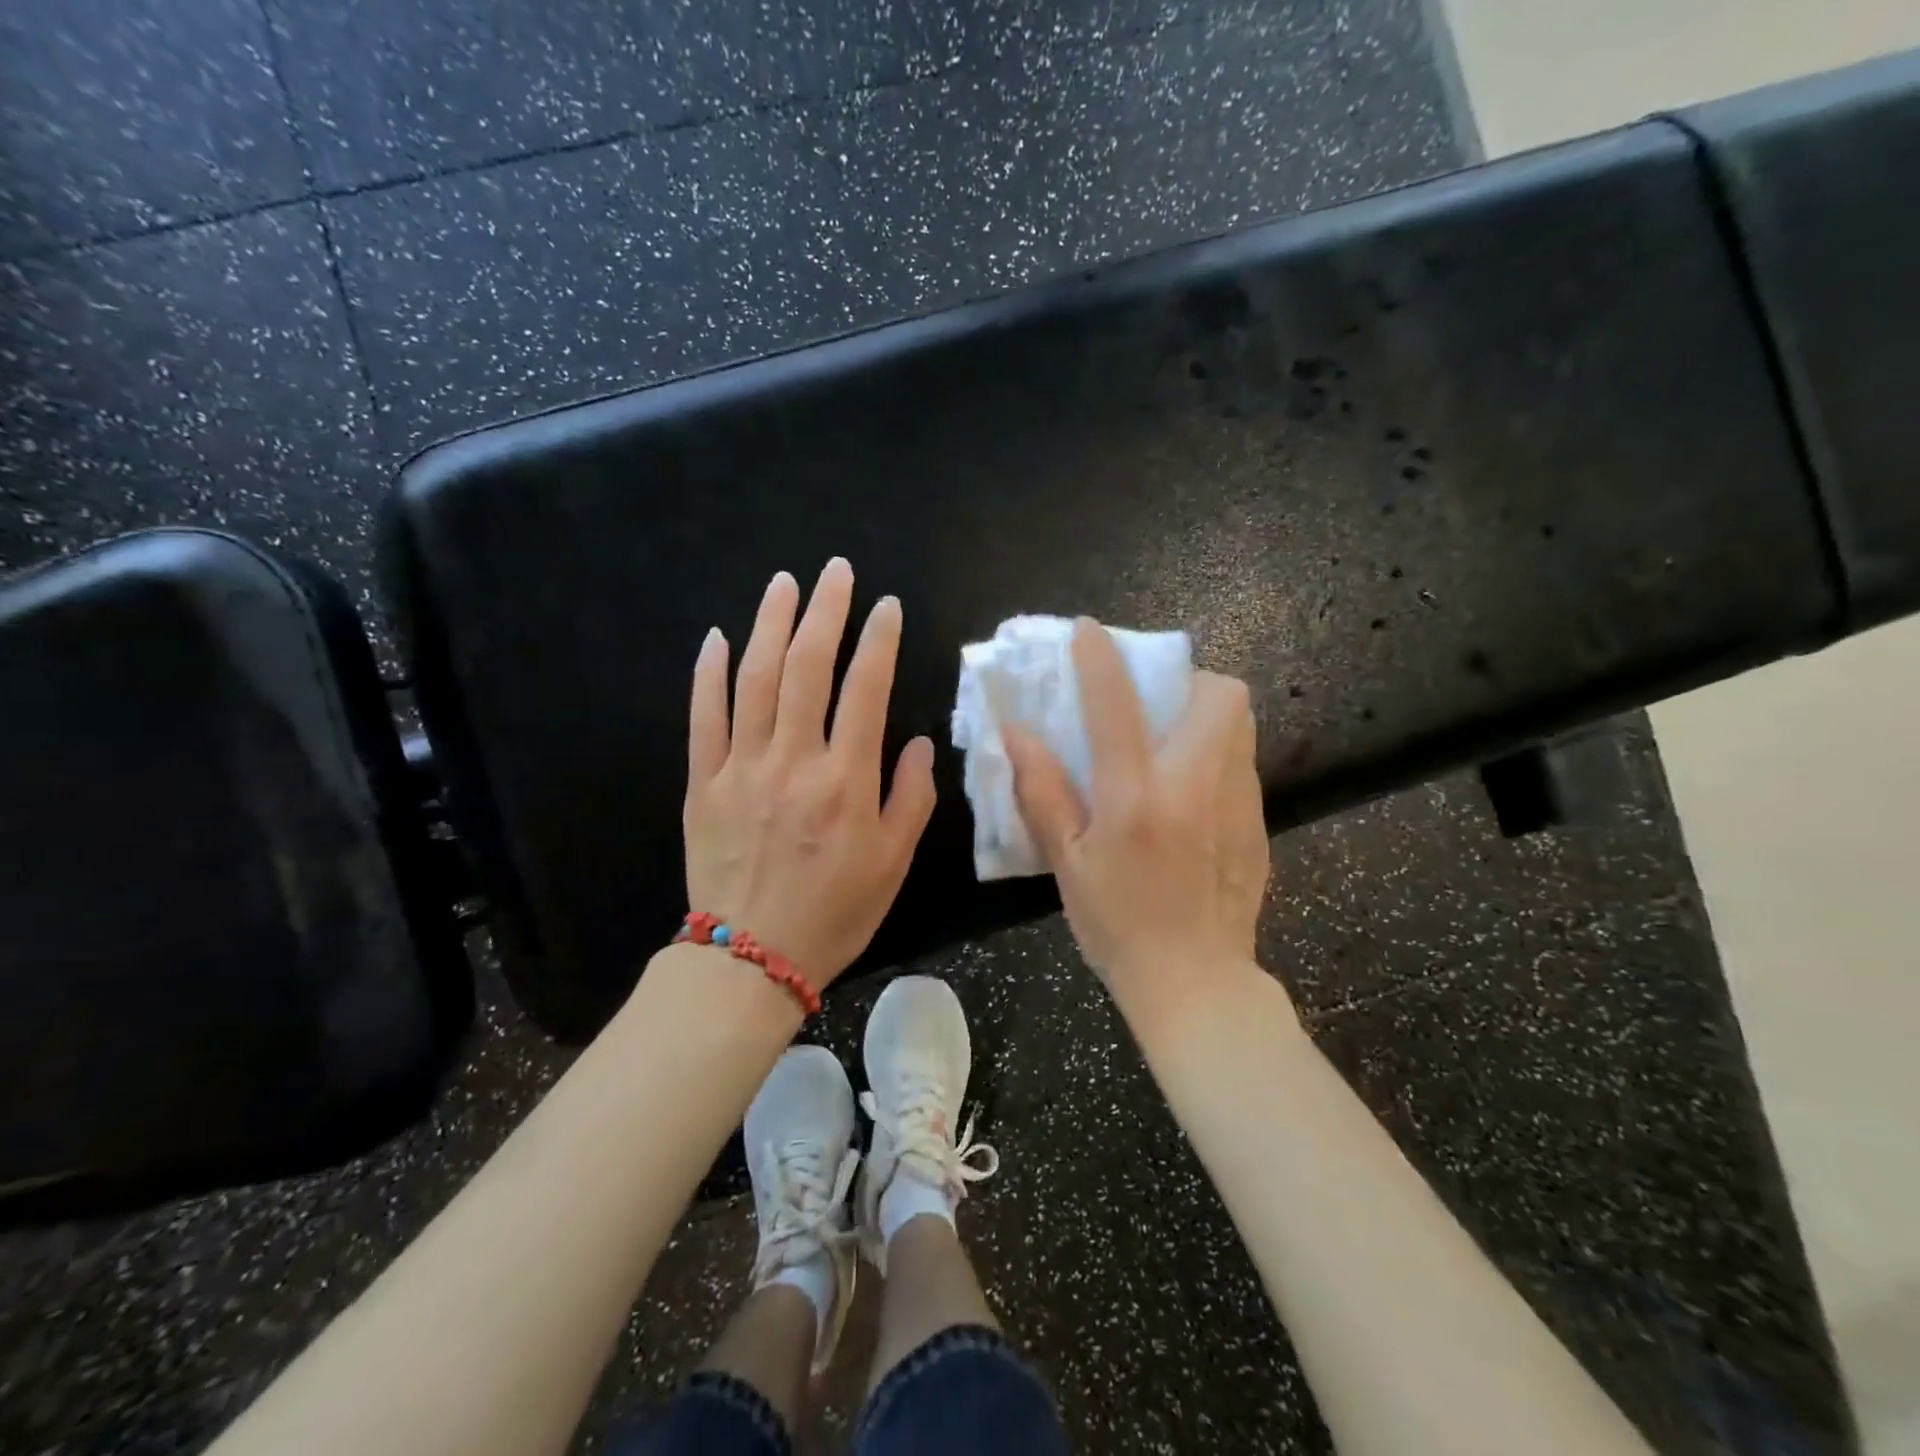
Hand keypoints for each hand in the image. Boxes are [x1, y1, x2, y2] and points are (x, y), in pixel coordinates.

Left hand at [684, 559, 936, 986]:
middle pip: (806, 667)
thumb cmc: (834, 912)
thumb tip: (914, 741)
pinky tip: (717, 637)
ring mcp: (741, 768)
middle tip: (835, 571)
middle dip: (825, 612)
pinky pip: (703, 718)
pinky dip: (708, 674)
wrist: (750, 958)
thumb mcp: (893, 863)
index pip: (865, 689)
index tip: (887, 606)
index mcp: (845, 780)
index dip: (878, 640)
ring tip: (783, 583)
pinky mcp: (702, 783)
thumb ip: (910, 797)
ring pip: (754, 679)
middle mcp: (793, 761)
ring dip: (770, 624)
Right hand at [1003, 618, 1270, 1014]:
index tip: (1089, 631)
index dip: (1100, 658)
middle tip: (1156, 700)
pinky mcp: (1259, 821)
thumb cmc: (1117, 924)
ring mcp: (1237, 802)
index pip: (1117, 707)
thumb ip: (1042, 792)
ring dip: (1206, 710)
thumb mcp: (1067, 863)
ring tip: (1174, 736)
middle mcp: (1194, 786)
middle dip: (1187, 678)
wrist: (1196, 981)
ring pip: (1241, 722)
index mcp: (1135, 798)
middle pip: (1218, 694)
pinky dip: (1218, 751)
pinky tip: (1192, 788)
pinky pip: (1244, 761)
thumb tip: (1016, 733)